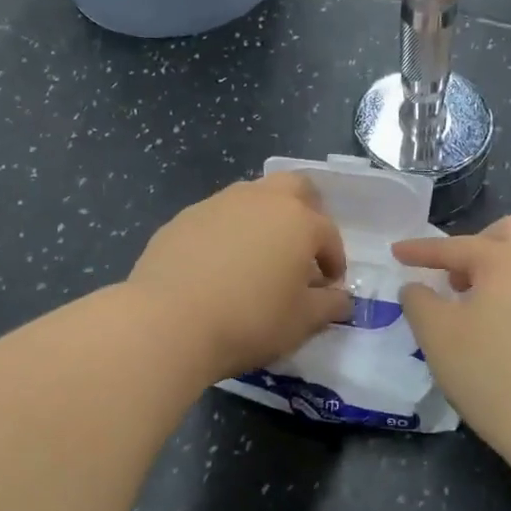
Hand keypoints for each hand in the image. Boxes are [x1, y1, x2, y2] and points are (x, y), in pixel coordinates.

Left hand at [128, 173, 352, 382]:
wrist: (169, 321)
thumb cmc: (250, 320)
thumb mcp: (302, 322)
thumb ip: (329, 306)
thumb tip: (341, 299)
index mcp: (298, 221)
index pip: (329, 234)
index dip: (335, 261)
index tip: (329, 286)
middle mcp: (261, 200)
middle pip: (295, 188)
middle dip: (307, 213)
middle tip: (302, 249)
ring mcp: (218, 204)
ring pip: (253, 198)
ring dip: (265, 220)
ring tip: (259, 258)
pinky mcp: (183, 218)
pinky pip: (218, 217)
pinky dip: (229, 234)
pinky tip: (219, 267)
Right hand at [393, 217, 510, 453]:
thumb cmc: (489, 371)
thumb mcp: (437, 334)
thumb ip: (419, 301)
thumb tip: (417, 288)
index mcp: (508, 261)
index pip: (457, 246)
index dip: (422, 250)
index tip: (396, 254)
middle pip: (509, 234)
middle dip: (475, 247)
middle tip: (454, 280)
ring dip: (498, 273)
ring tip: (475, 308)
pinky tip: (503, 330)